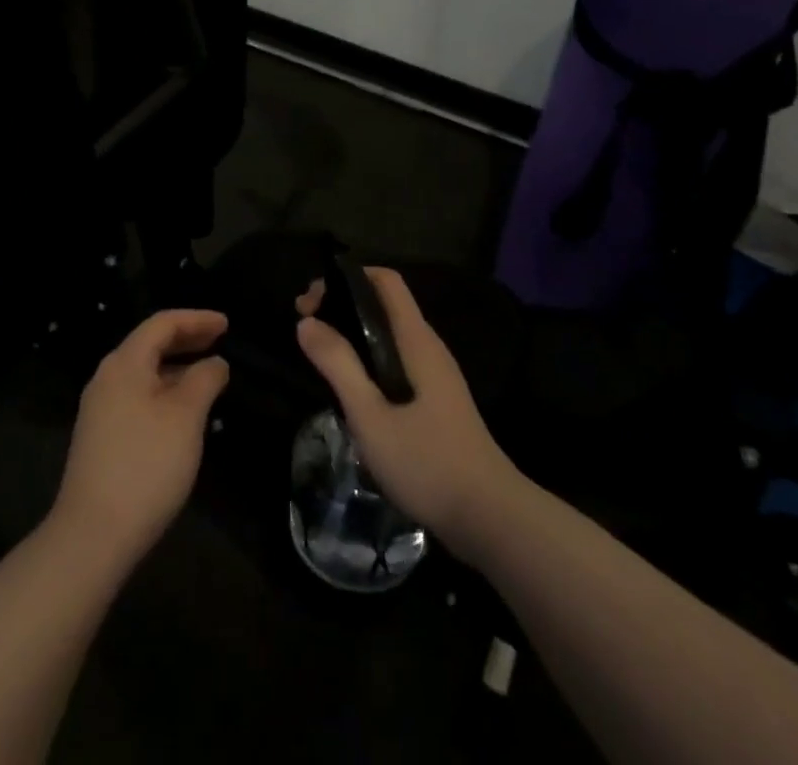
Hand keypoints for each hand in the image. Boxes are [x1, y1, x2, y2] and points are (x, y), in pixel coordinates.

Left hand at [51, 309, 230, 567]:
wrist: (92, 535)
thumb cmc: (146, 465)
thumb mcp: (185, 417)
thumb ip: (204, 380)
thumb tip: (215, 363)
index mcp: (124, 363)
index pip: (162, 324)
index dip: (196, 319)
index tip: (227, 324)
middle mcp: (107, 378)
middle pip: (150, 344)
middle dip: (186, 339)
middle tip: (220, 341)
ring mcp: (100, 409)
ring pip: (144, 373)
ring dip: (176, 368)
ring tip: (208, 375)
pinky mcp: (101, 437)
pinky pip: (138, 396)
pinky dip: (164, 391)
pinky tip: (183, 411)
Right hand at [296, 269, 514, 549]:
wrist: (491, 519)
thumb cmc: (427, 462)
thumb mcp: (371, 416)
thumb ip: (339, 365)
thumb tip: (306, 323)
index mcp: (416, 340)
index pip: (385, 280)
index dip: (347, 278)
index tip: (312, 302)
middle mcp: (428, 347)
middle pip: (384, 304)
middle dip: (343, 305)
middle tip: (306, 328)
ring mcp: (436, 375)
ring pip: (389, 334)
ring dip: (354, 334)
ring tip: (321, 355)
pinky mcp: (437, 400)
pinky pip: (396, 360)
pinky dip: (368, 358)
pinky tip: (351, 388)